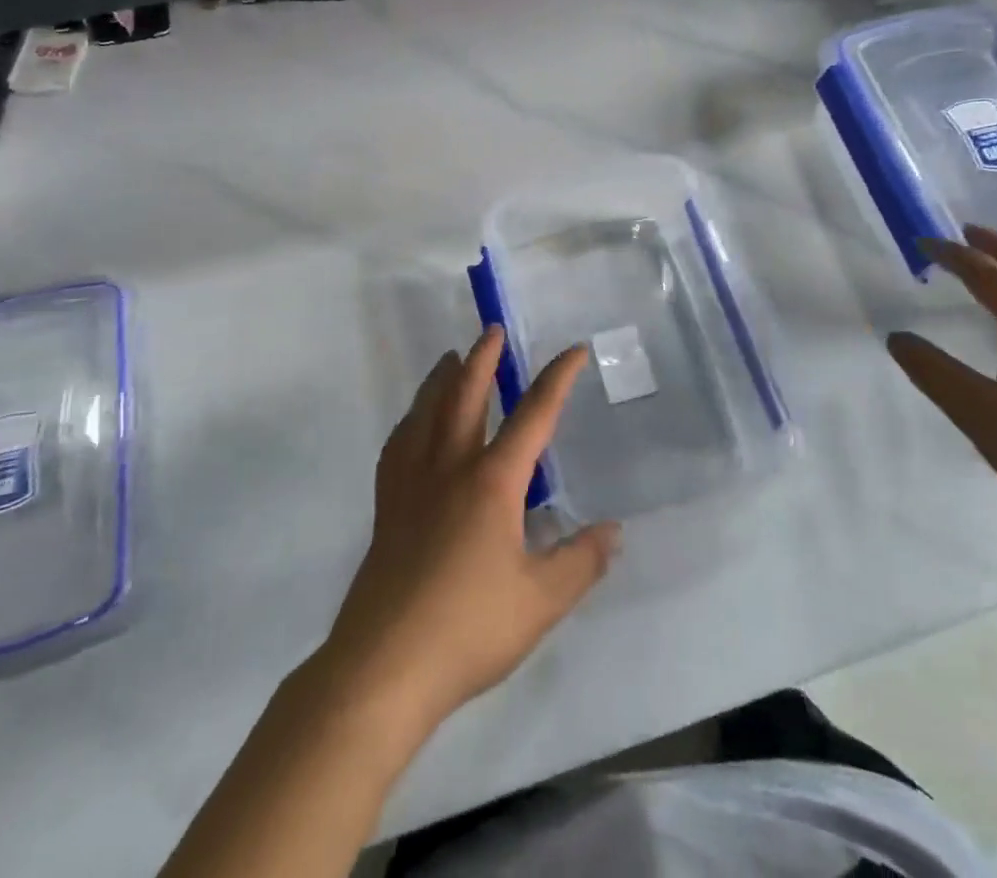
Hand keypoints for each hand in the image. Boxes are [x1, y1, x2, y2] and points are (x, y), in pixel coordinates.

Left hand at [316, 328, 621, 736]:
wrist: (383, 667)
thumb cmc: (469, 628)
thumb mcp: (541, 601)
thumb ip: (581, 561)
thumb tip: (613, 531)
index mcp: (492, 481)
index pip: (533, 416)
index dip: (557, 379)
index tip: (574, 351)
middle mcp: (450, 468)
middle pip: (466, 396)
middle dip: (484, 360)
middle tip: (493, 329)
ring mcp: (412, 485)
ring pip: (426, 413)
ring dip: (441, 379)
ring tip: (450, 359)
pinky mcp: (387, 508)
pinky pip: (399, 446)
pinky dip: (410, 421)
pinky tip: (412, 426)